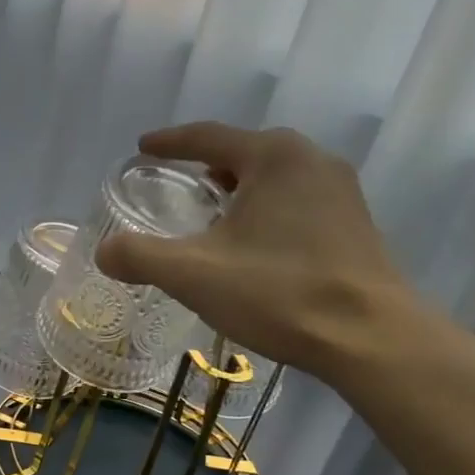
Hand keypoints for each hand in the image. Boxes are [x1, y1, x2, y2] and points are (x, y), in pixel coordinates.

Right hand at [95, 122, 418, 376]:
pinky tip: (256, 245)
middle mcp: (312, 160)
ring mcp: (341, 192)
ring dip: (239, 191)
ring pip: (274, 179)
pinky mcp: (355, 224)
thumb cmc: (278, 292)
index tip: (143, 148)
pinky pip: (297, 203)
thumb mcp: (194, 274)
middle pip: (245, 154)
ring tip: (213, 216)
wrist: (369, 337)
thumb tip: (104, 251)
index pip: (208, 137)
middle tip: (178, 185)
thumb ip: (140, 256)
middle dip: (207, 167)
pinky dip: (267, 212)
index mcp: (273, 156)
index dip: (170, 143)